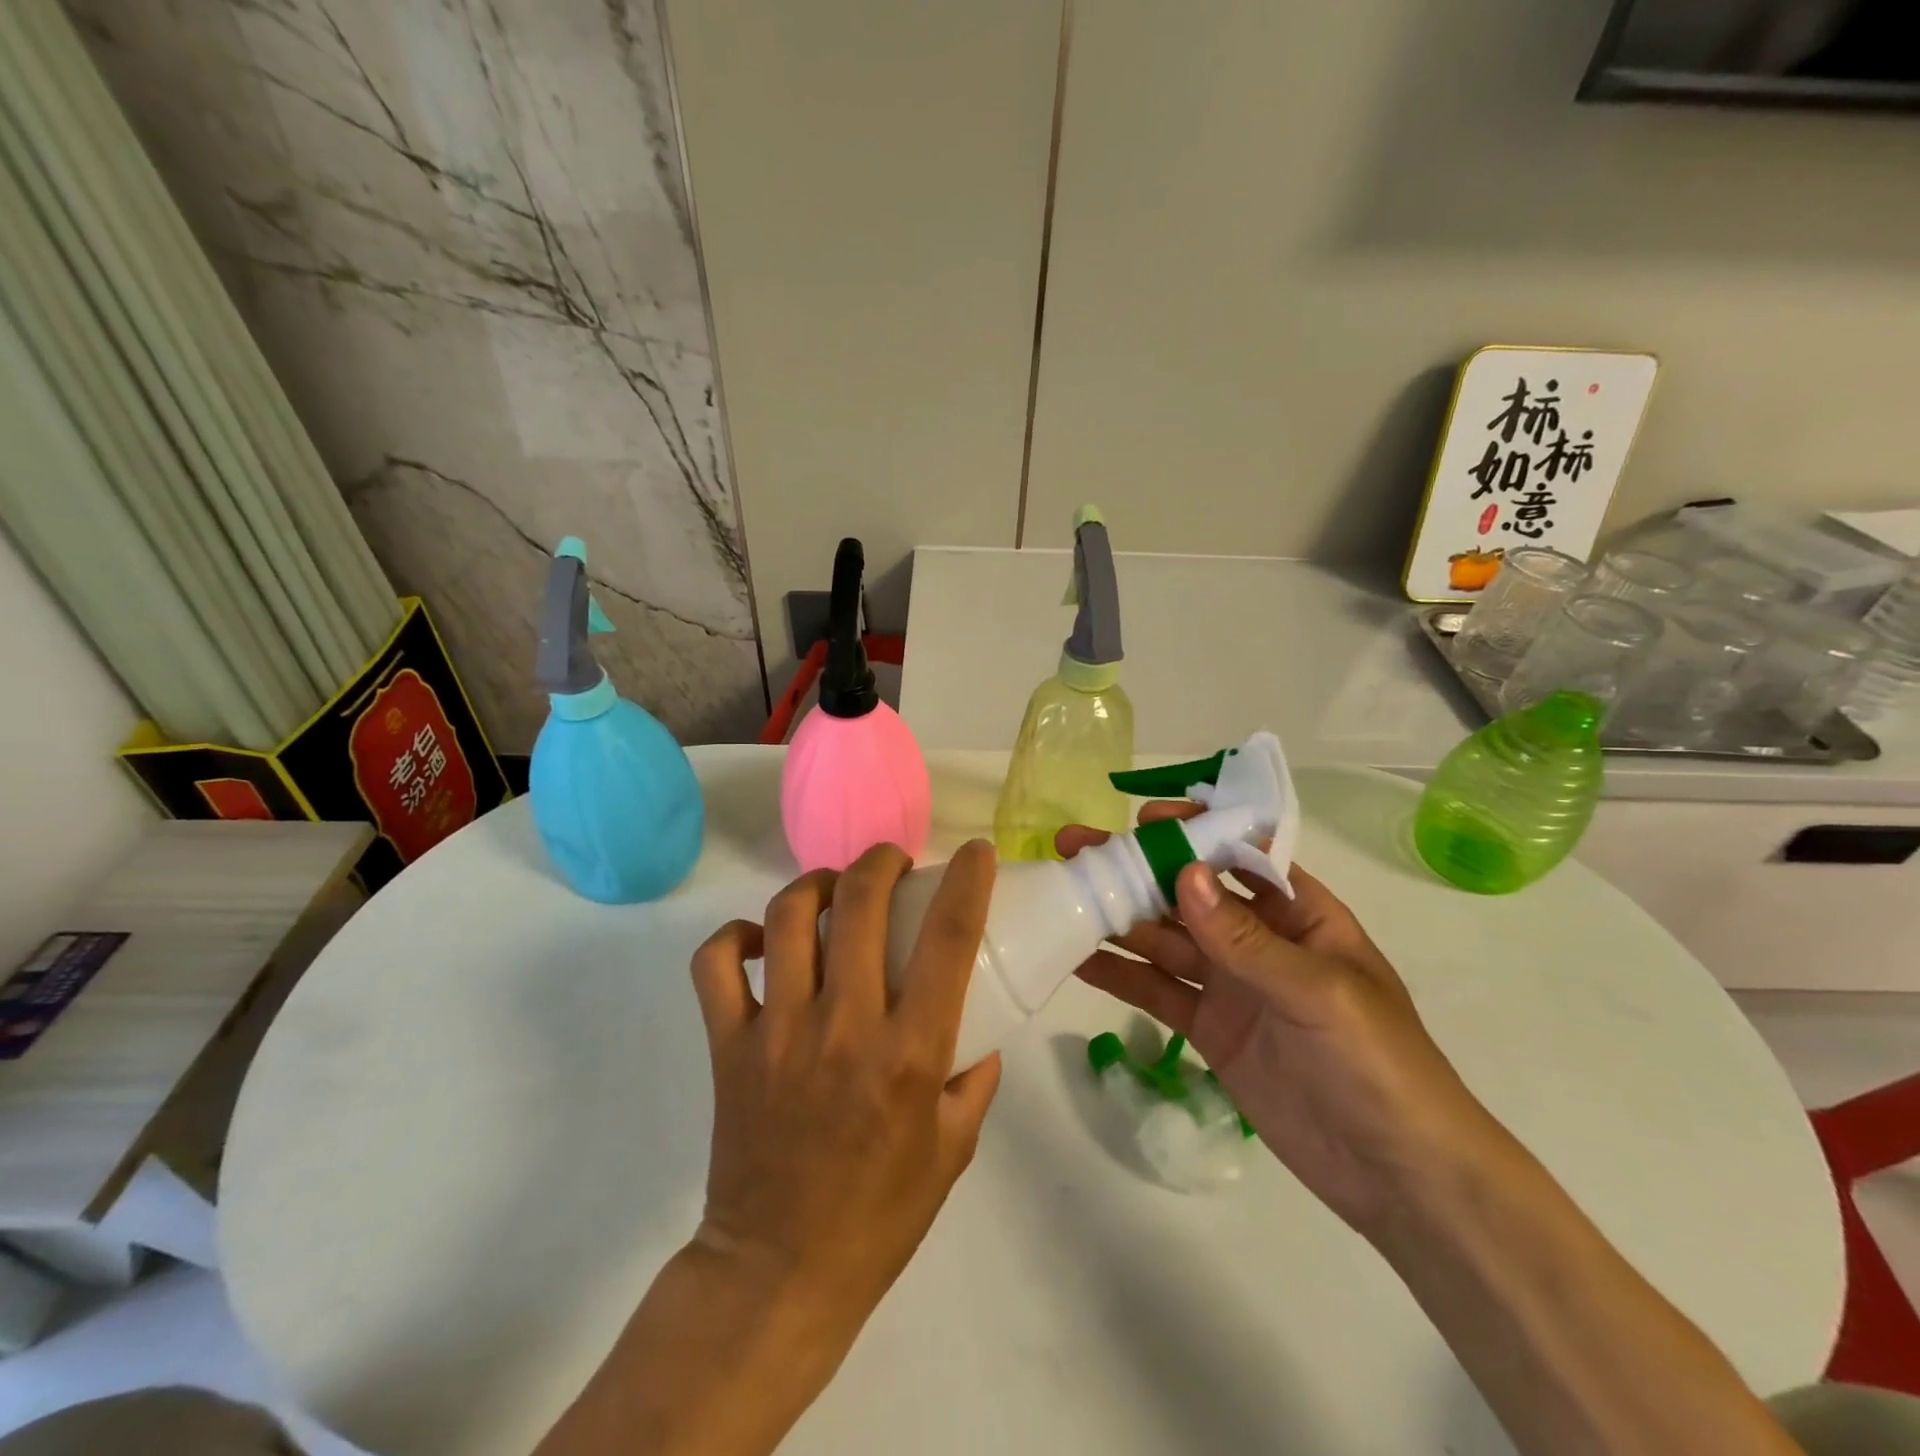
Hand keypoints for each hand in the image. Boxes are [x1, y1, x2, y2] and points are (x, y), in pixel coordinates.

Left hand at [689, 840, 1003, 1360]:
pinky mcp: (728, 1045)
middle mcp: (843, 1026)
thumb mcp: (953, 1151)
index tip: (975, 852)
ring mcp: (777, 1031)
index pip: (948, 938)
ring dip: (817, 885)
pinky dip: (736, 936)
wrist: (777, 1275)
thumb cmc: (878, 1217)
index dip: (968, 880)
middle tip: (894, 865)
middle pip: (860, 902)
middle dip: (882, 861)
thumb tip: (979, 1034)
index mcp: (909, 1053)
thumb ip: (974, 1083)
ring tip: (834, 891)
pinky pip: (715, 964)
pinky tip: (762, 941)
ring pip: (788, 916)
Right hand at [1058, 806, 1495, 1233]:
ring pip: (1163, 939)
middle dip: (1135, 869)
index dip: (1192, 831)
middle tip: (1074, 848)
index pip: (1240, 854)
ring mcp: (1230, 985)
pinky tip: (1079, 958)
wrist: (1399, 1178)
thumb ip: (1245, 939)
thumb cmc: (1379, 1065)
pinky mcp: (1209, 1029)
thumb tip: (1183, 874)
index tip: (1141, 820)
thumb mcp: (1318, 993)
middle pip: (1187, 894)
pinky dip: (1120, 974)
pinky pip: (1157, 991)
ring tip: (1063, 896)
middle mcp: (1258, 940)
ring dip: (1117, 917)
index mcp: (1299, 914)